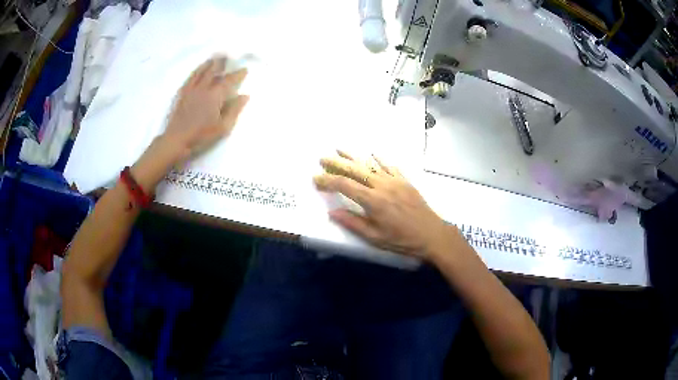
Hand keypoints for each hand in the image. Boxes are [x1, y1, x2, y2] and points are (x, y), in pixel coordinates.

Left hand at [131, 56, 248, 190]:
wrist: (177, 140)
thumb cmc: (202, 136)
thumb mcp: (223, 127)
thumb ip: (234, 110)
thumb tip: (244, 95)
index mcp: (215, 95)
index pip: (229, 80)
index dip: (238, 74)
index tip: (244, 69)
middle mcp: (204, 88)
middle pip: (214, 70)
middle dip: (222, 62)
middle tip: (228, 55)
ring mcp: (191, 89)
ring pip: (201, 71)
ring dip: (209, 63)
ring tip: (214, 58)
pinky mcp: (182, 94)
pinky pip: (190, 77)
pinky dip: (196, 71)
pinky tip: (198, 70)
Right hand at [314, 151, 454, 260]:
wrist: (432, 234)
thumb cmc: (402, 240)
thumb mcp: (375, 238)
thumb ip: (353, 223)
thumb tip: (332, 212)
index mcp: (373, 201)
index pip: (345, 185)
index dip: (328, 181)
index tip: (316, 179)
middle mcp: (382, 185)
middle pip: (355, 170)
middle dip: (337, 163)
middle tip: (323, 158)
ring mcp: (395, 181)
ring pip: (371, 164)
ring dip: (354, 156)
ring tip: (340, 149)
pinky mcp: (405, 181)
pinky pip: (389, 166)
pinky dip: (378, 159)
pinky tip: (372, 154)